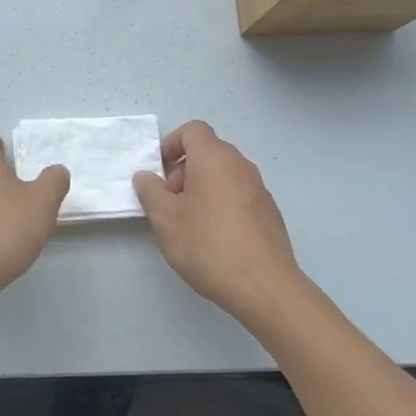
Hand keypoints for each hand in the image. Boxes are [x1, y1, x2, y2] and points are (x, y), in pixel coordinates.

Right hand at [134, 121, 303, 321]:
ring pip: (223, 176)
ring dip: (201, 189)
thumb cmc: (207, 244)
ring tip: (189, 224)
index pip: (193, 130)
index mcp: (215, 157)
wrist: (263, 285)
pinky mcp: (269, 213)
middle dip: (183, 171)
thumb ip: (150, 191)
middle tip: (170, 203)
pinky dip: (221, 205)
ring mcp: (259, 189)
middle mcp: (240, 165)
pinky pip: (238, 196)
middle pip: (208, 152)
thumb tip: (146, 176)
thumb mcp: (164, 218)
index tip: (159, 172)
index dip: (171, 144)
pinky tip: (214, 239)